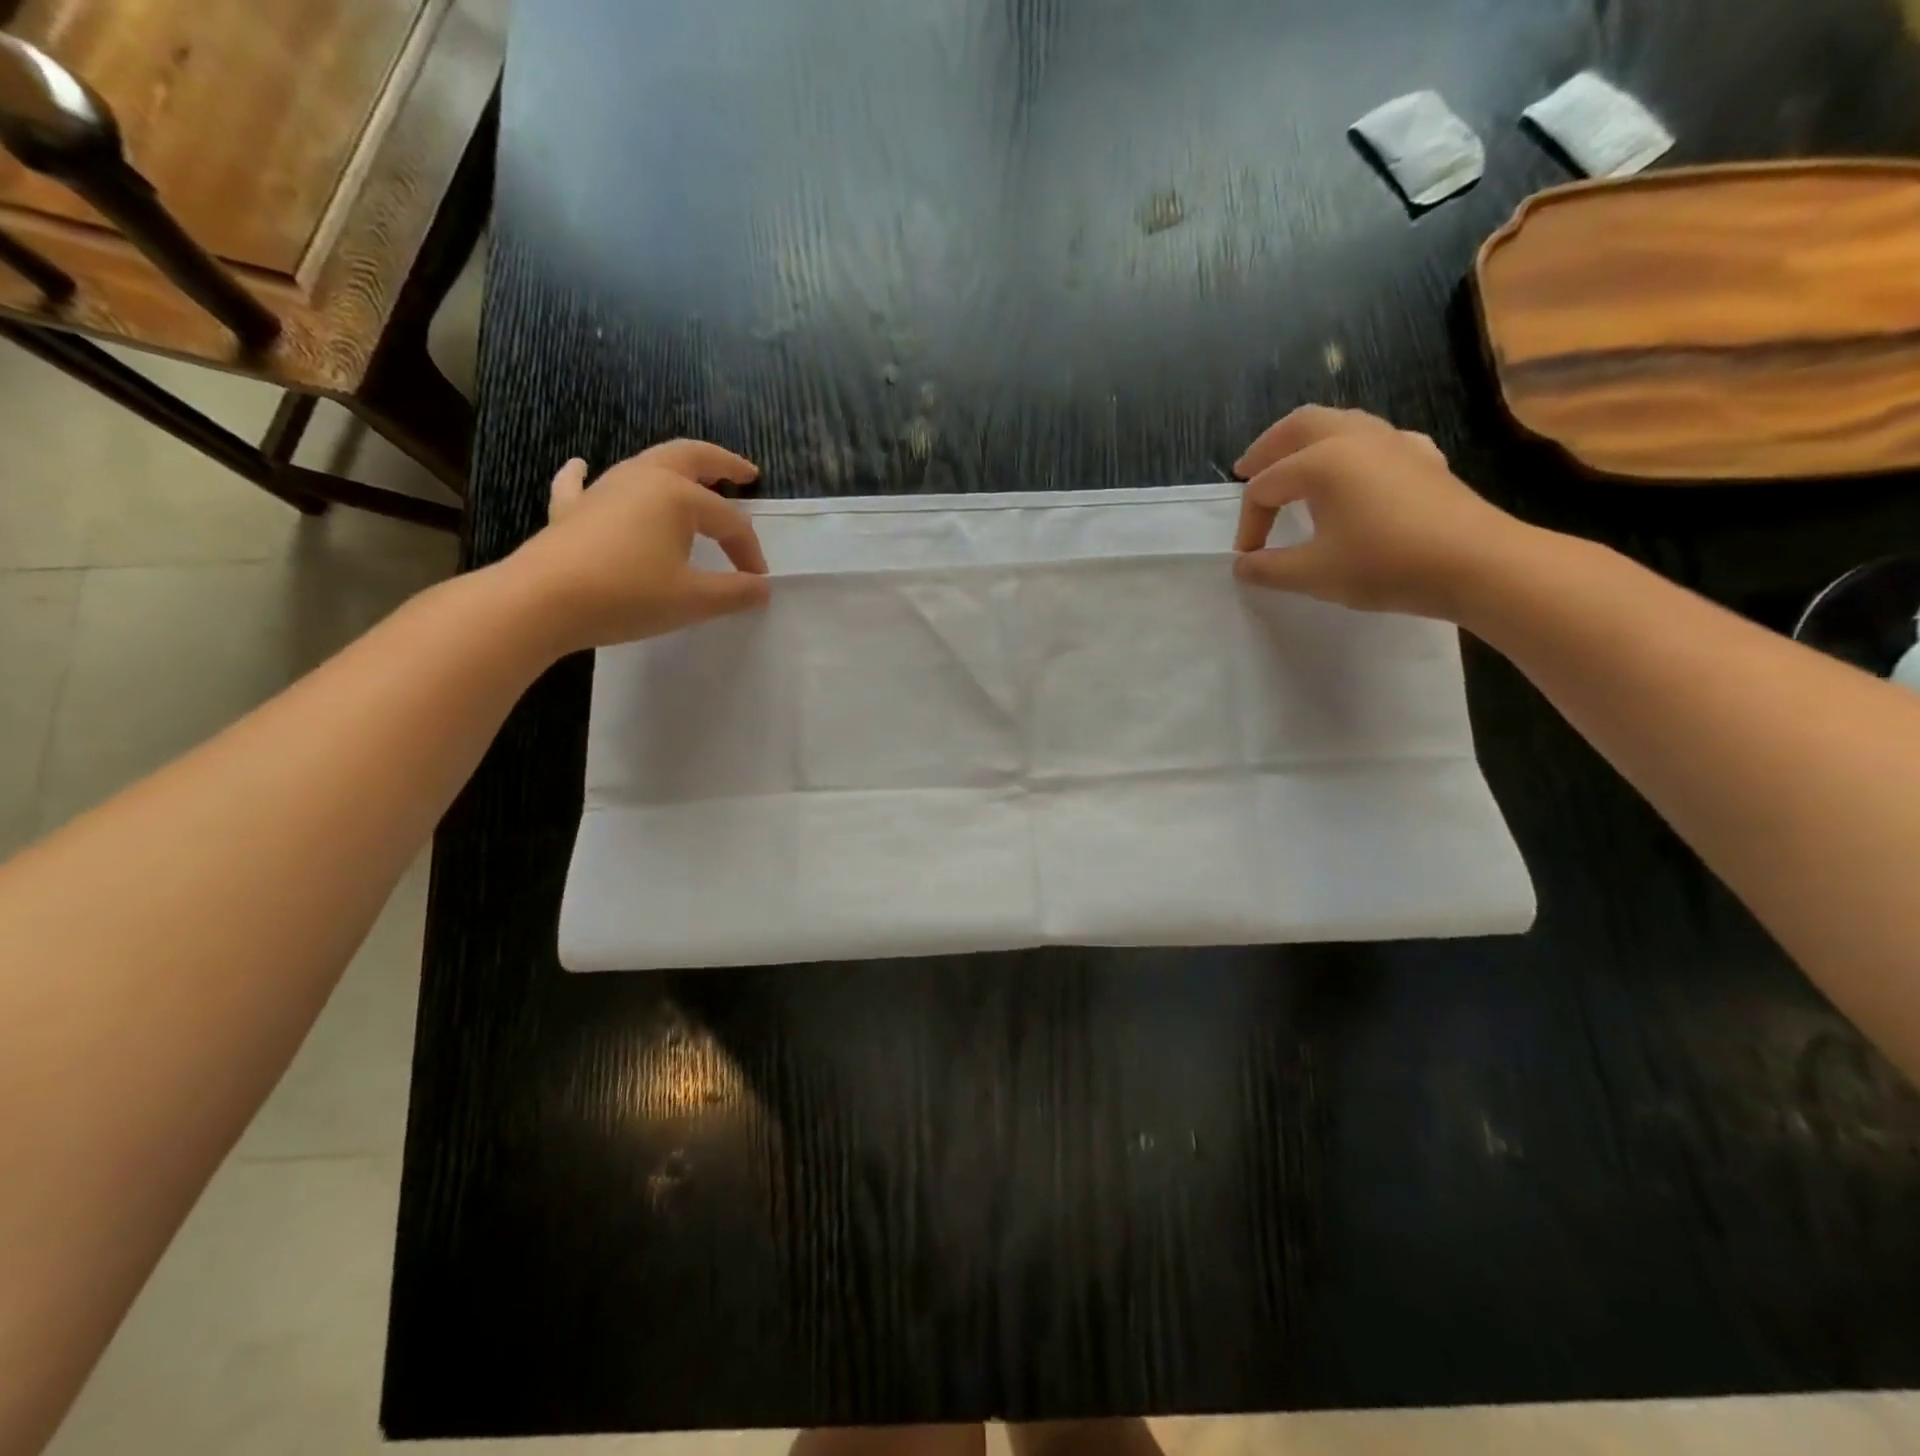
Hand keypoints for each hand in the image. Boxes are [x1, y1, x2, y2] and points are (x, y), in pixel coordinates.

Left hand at [506, 439, 770, 651]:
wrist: (543, 601)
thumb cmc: (628, 595)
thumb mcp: (693, 600)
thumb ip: (734, 592)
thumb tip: (762, 587)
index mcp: (677, 495)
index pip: (728, 520)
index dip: (748, 550)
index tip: (757, 581)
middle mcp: (642, 479)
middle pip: (690, 457)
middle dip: (721, 463)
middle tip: (746, 472)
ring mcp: (602, 490)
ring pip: (646, 465)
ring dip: (675, 469)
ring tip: (692, 478)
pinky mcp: (571, 510)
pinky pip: (579, 483)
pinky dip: (584, 473)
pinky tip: (580, 465)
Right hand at [1232, 406, 1523, 618]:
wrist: (1475, 563)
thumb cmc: (1384, 564)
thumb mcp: (1313, 574)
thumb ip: (1269, 568)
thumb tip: (1243, 565)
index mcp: (1321, 461)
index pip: (1265, 487)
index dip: (1249, 523)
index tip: (1249, 558)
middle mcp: (1354, 438)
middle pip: (1298, 426)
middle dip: (1268, 448)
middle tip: (1247, 470)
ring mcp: (1394, 441)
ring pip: (1340, 423)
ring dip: (1307, 441)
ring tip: (1294, 465)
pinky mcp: (1422, 456)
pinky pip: (1375, 439)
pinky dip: (1350, 449)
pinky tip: (1355, 472)